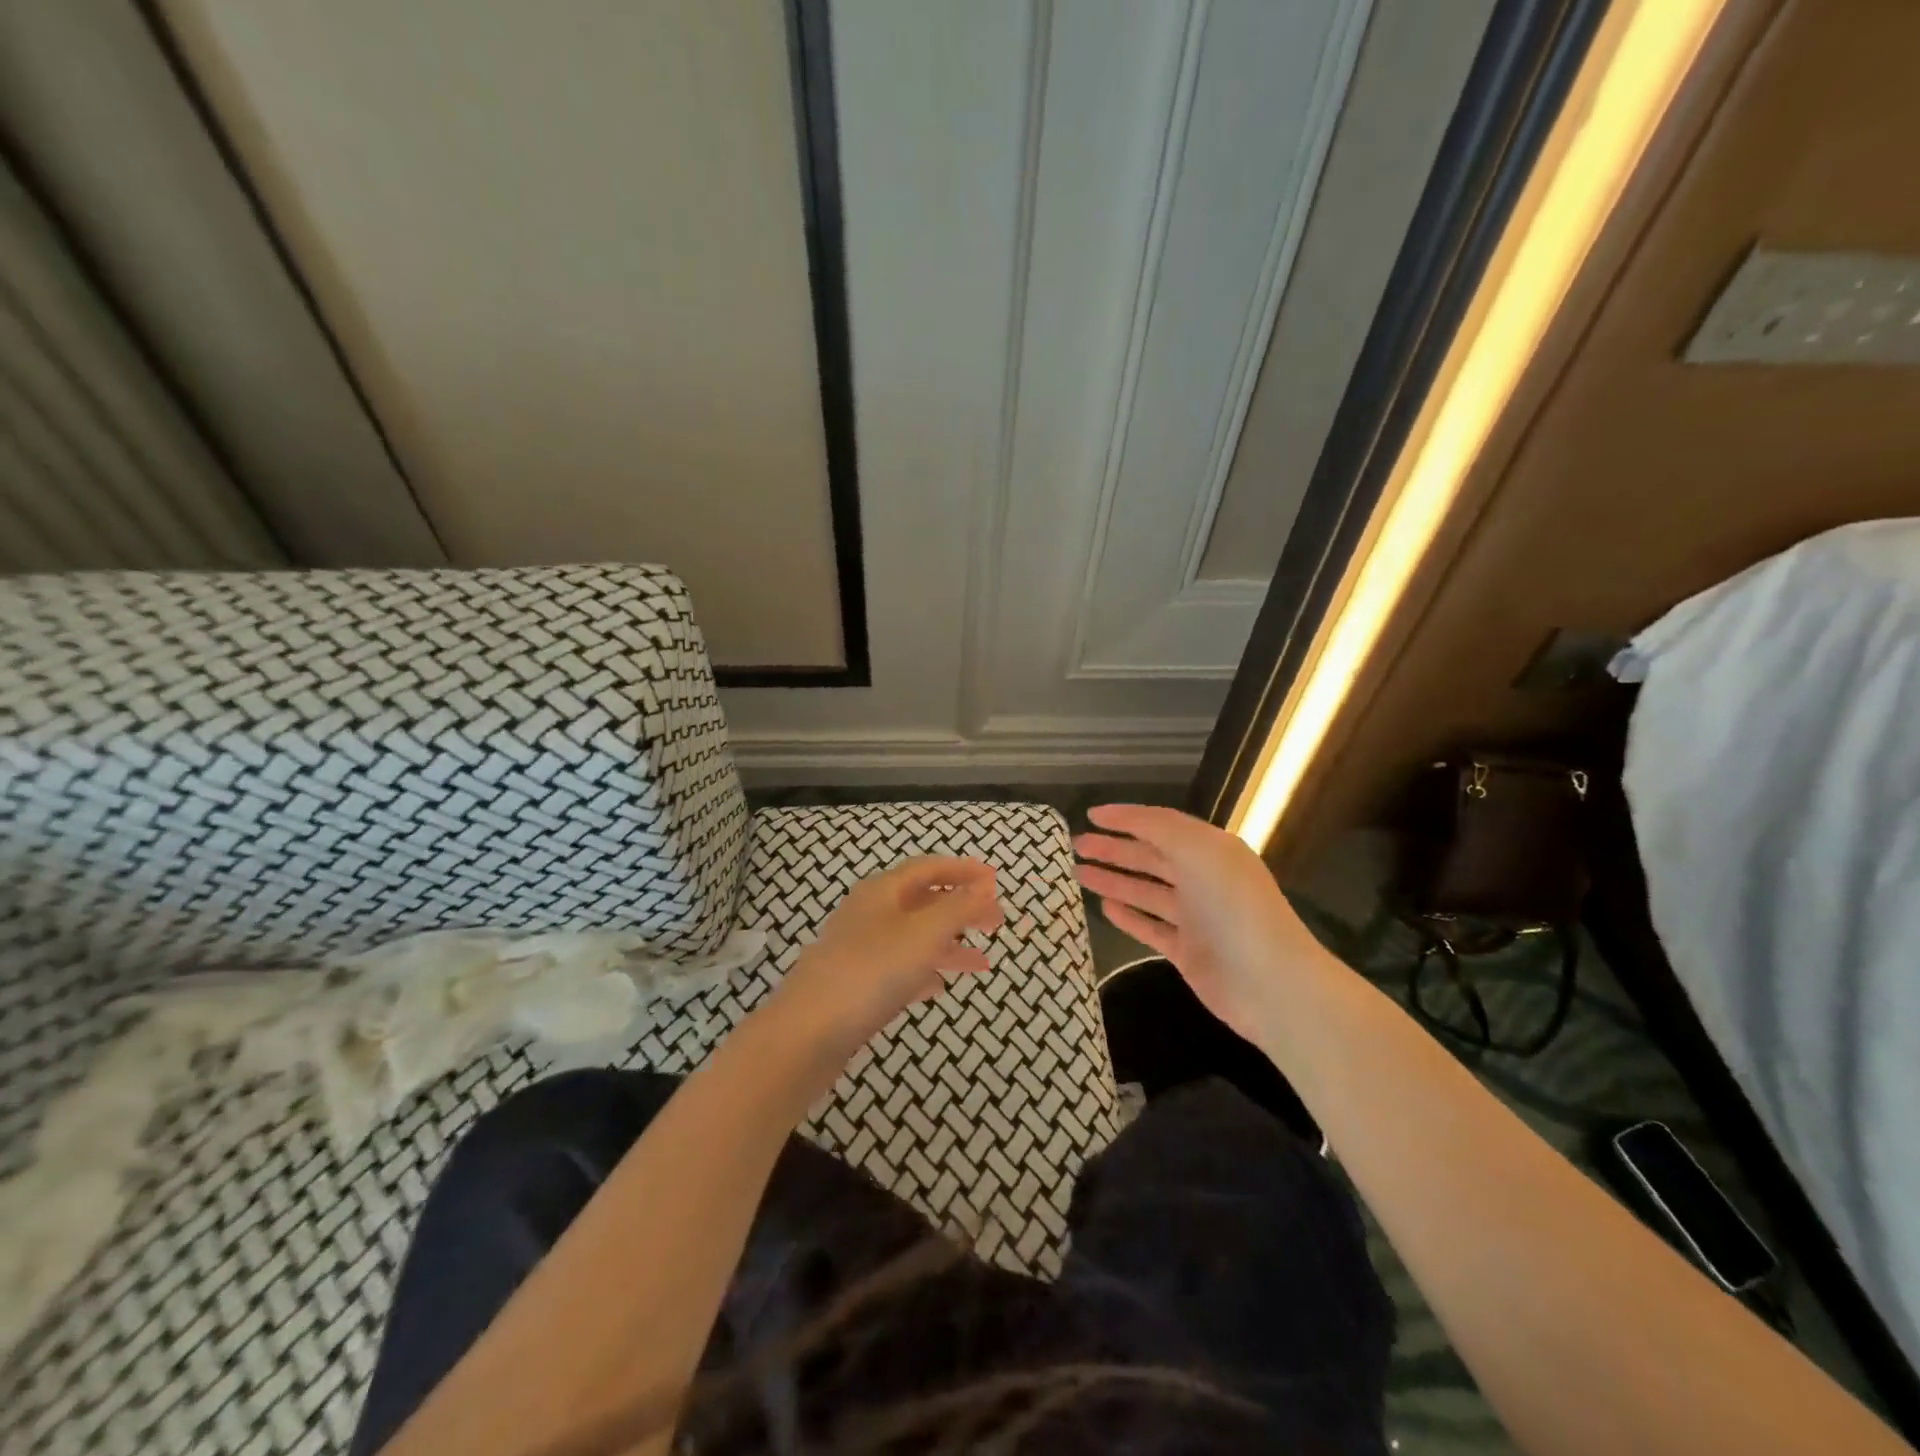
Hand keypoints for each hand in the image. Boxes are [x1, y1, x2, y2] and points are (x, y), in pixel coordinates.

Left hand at [772, 856, 1003, 1058]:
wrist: (807, 1033)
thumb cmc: (870, 971)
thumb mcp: (923, 934)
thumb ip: (957, 909)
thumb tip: (984, 887)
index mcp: (883, 891)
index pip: (928, 868)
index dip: (962, 870)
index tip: (994, 880)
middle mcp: (870, 913)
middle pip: (923, 902)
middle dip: (961, 909)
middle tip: (996, 922)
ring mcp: (860, 950)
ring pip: (913, 938)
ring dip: (949, 945)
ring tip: (983, 963)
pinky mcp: (856, 985)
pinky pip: (899, 969)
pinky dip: (925, 971)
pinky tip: (940, 986)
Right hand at [1074, 805, 1325, 1042]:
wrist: (1270, 983)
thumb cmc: (1233, 907)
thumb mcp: (1197, 851)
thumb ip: (1157, 828)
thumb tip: (1119, 815)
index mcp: (1210, 849)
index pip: (1161, 824)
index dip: (1126, 817)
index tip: (1090, 815)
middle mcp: (1203, 878)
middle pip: (1150, 856)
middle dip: (1113, 848)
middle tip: (1076, 845)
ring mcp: (1195, 917)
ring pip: (1146, 891)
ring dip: (1114, 879)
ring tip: (1078, 873)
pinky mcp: (1188, 951)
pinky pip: (1150, 927)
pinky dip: (1128, 915)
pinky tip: (1104, 907)